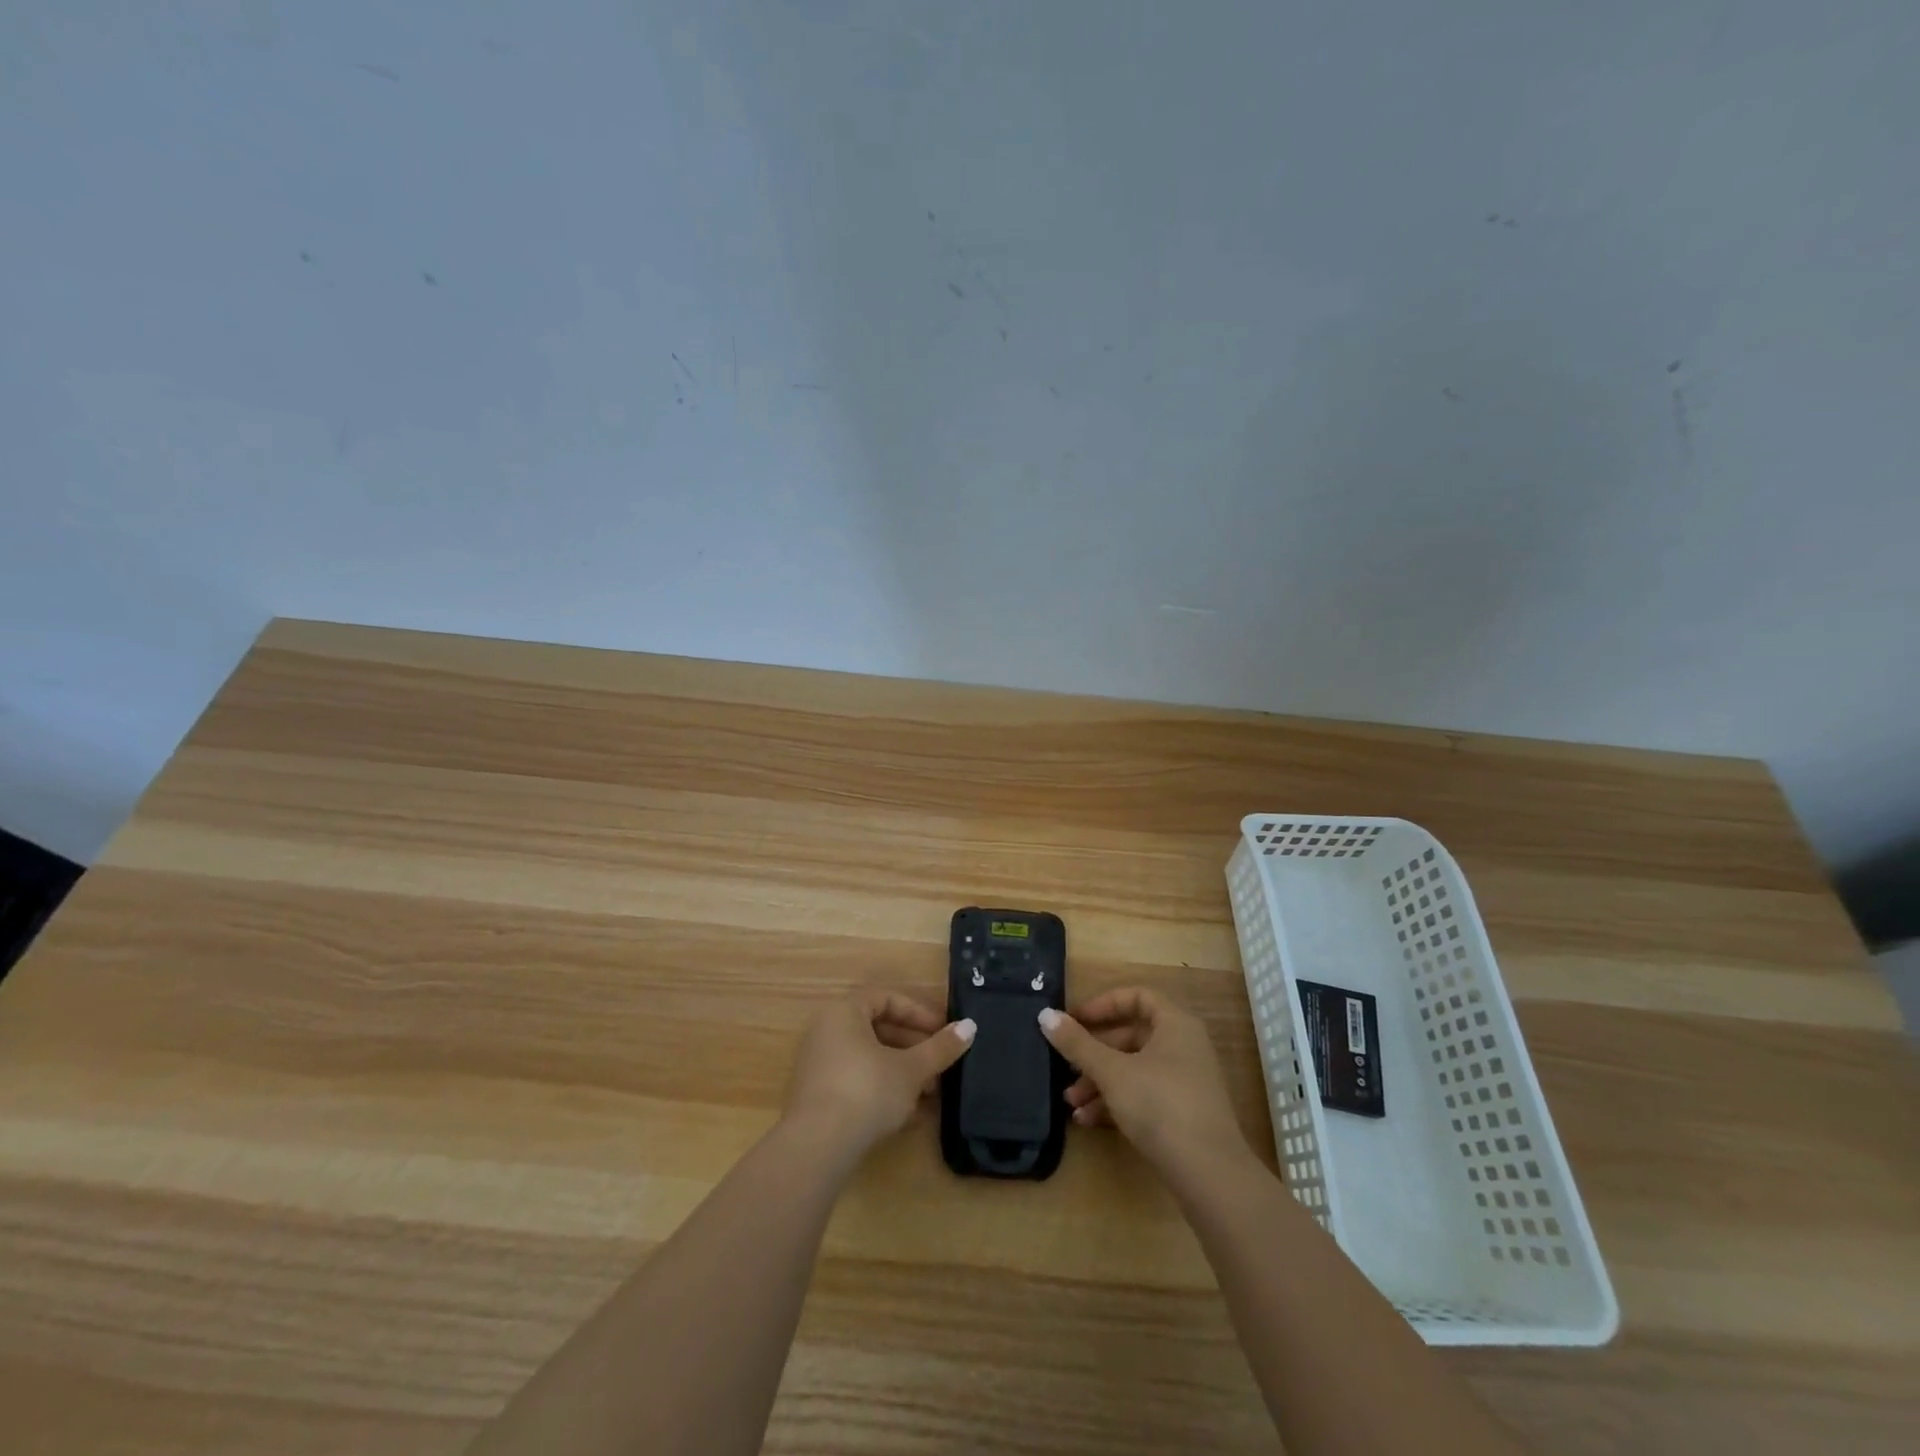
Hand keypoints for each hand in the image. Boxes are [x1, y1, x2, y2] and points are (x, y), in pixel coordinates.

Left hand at [782, 989, 974, 1161]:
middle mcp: (826, 1031)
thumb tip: (970, 1026)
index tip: (943, 1031)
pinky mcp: (817, 1097)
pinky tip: (909, 1115)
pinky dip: (883, 1090)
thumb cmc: (867, 1091)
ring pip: (869, 1058)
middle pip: (877, 1029)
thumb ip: (940, 1048)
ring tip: (930, 1093)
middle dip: (913, 1046)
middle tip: (940, 1064)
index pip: (885, 998)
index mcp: (844, 1012)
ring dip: (902, 1071)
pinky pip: (856, 1081)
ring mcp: (818, 1065)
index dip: (918, 1012)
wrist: (817, 1147)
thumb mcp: (911, 1069)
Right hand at [1039, 987, 1250, 1181]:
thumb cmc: (1160, 1106)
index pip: (1136, 997)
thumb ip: (1077, 1044)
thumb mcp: (1112, 1072)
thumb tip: (1045, 1015)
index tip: (1072, 1020)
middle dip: (1093, 1054)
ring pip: (1134, 1069)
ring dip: (1100, 1082)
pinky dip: (1116, 1102)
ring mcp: (1186, 1081)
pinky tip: (1089, 1121)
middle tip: (1065, 1069)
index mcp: (1175, 1024)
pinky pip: (1144, 1094)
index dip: (1102, 1005)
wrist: (1210, 1176)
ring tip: (1072, 1104)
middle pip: (1131, 1036)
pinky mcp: (1183, 1113)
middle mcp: (1184, 1046)